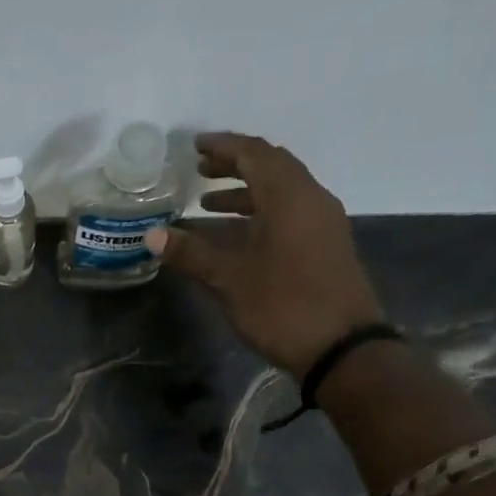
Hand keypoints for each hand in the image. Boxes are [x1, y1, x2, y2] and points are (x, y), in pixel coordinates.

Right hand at [147, 132, 385, 378]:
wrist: (342, 348)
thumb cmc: (284, 306)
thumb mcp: (231, 280)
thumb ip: (192, 254)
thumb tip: (153, 236)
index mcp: (290, 197)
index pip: (255, 154)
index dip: (223, 146)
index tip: (194, 146)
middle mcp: (311, 199)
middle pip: (272, 167)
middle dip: (235, 165)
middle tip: (200, 171)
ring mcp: (323, 223)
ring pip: (282, 191)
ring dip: (246, 192)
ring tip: (209, 204)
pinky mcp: (326, 246)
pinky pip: (290, 212)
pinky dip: (261, 212)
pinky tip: (238, 235)